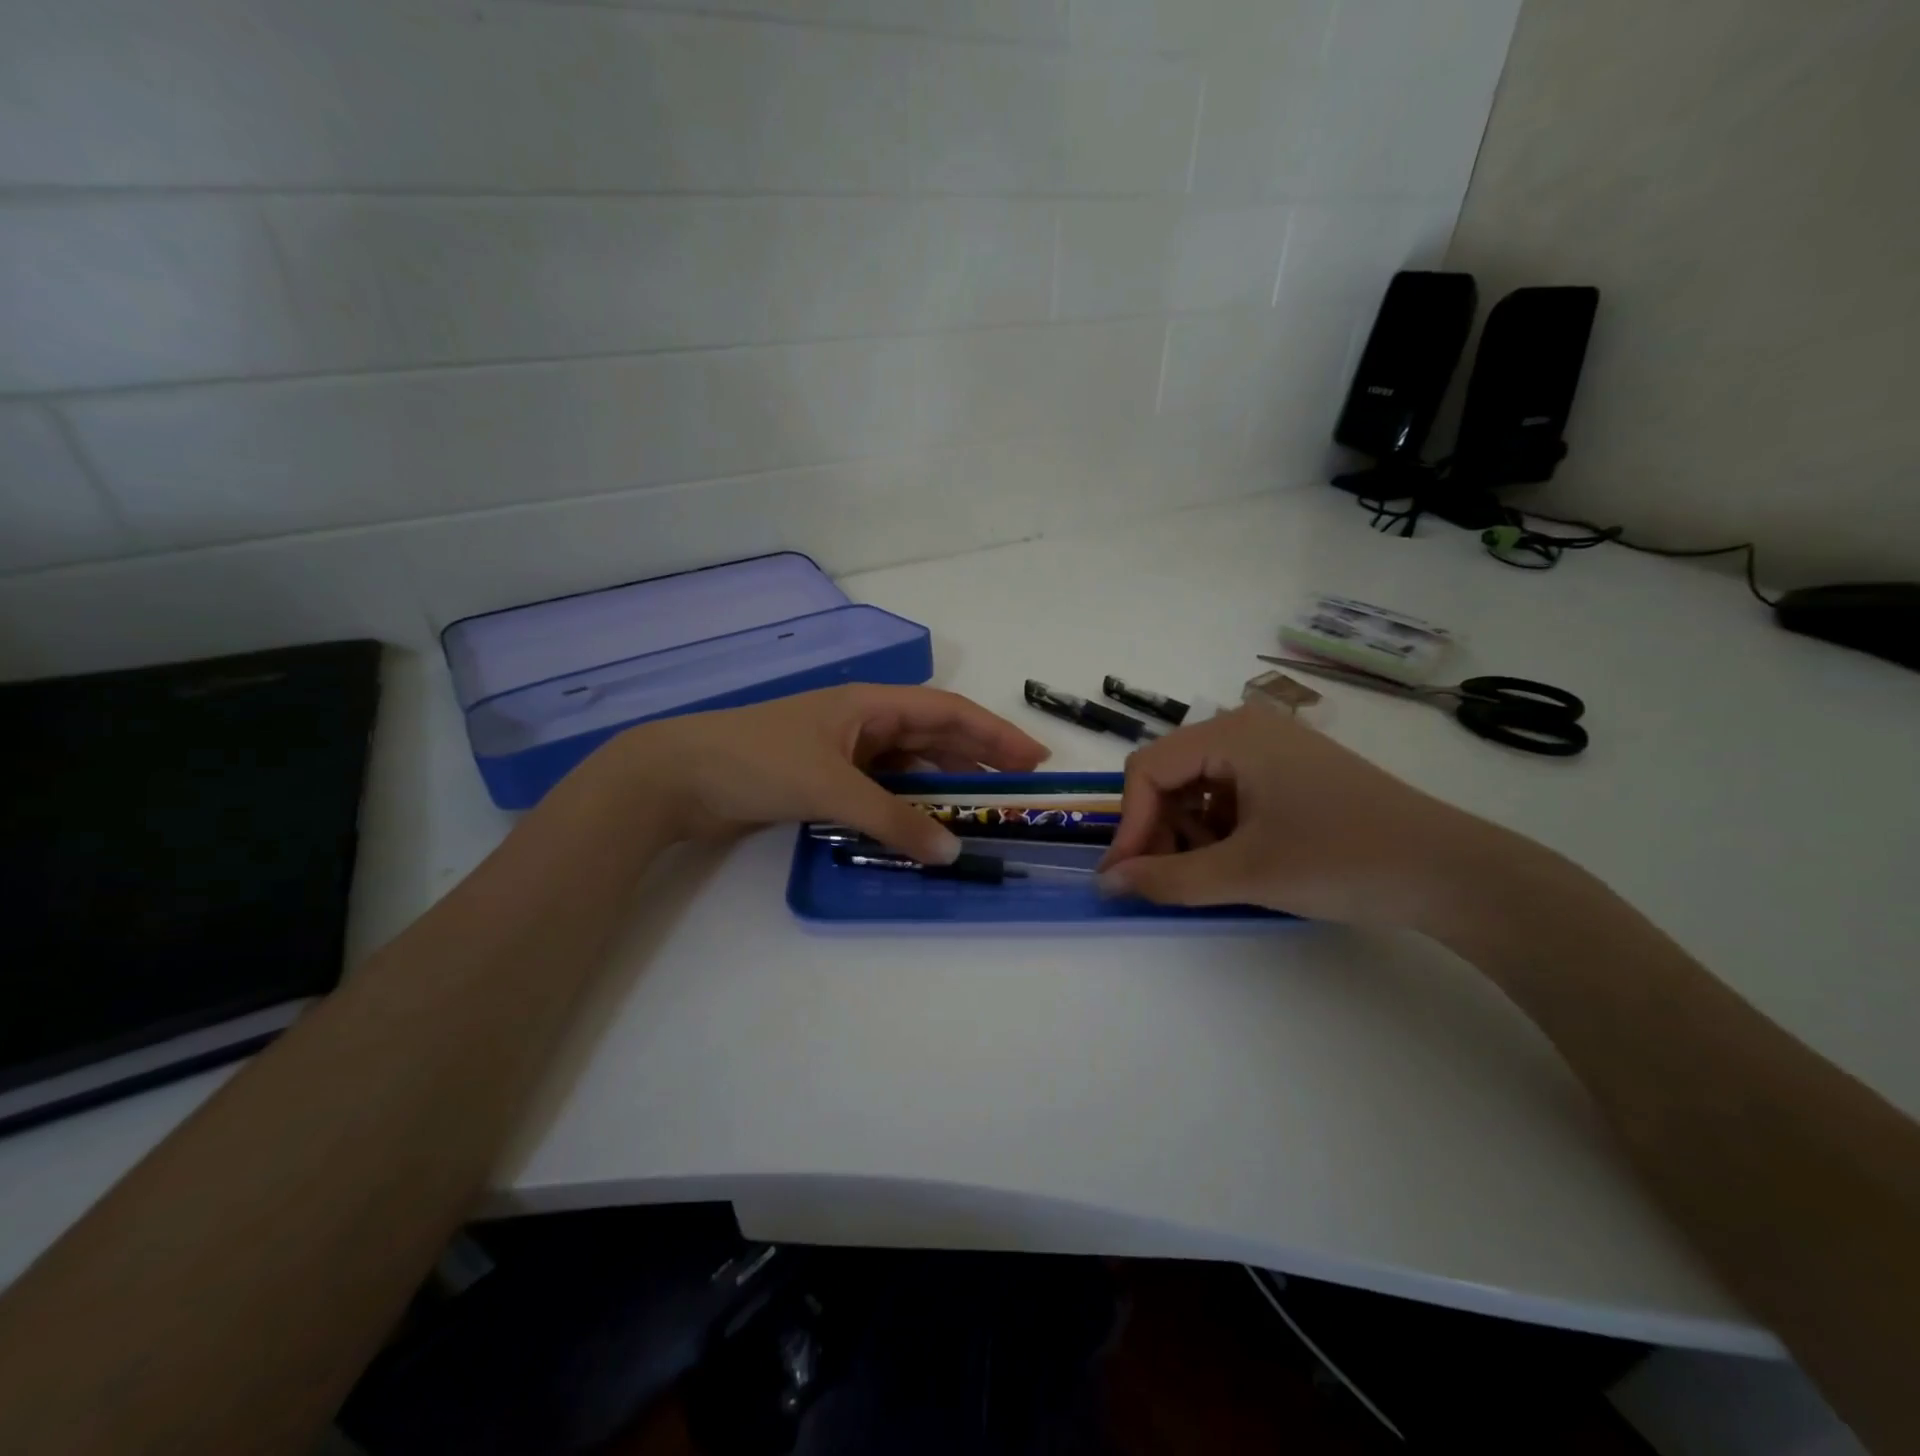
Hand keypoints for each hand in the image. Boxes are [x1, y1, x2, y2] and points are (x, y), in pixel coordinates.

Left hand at [613, 684, 1049, 862]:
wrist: (676, 777)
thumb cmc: (756, 762)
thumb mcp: (832, 788)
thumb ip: (893, 819)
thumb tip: (952, 852)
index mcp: (868, 704)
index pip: (947, 711)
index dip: (994, 732)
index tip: (1034, 757)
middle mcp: (861, 722)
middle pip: (933, 735)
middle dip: (977, 759)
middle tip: (1017, 790)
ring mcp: (842, 752)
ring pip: (908, 765)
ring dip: (943, 785)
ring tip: (981, 810)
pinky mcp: (823, 780)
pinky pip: (881, 790)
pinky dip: (906, 806)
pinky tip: (924, 826)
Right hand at [1096, 706, 1516, 927]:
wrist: (1453, 873)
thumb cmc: (1343, 860)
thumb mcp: (1246, 874)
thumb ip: (1168, 878)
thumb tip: (1108, 883)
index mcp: (1231, 734)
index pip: (1147, 770)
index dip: (1129, 825)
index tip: (1125, 878)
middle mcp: (1246, 728)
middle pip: (1170, 775)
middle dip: (1159, 829)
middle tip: (1165, 880)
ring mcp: (1272, 748)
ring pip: (1198, 786)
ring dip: (1188, 832)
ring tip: (1209, 875)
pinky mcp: (1291, 772)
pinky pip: (1230, 793)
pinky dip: (1219, 828)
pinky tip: (1239, 862)